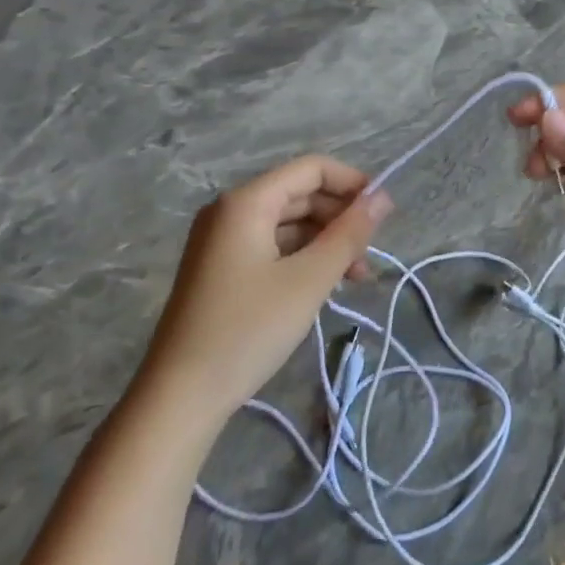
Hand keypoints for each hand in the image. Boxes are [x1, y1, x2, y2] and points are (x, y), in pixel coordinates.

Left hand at [134, 157, 392, 428]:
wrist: (180, 396)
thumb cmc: (249, 329)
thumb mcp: (310, 279)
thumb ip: (350, 233)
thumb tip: (383, 197)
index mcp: (247, 203)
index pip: (311, 169)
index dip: (352, 183)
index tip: (384, 213)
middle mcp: (231, 211)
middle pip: (301, 194)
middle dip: (341, 217)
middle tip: (372, 252)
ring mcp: (223, 241)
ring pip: (290, 224)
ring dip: (327, 242)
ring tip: (357, 276)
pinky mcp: (223, 269)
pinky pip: (274, 247)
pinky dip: (305, 258)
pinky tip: (327, 284)